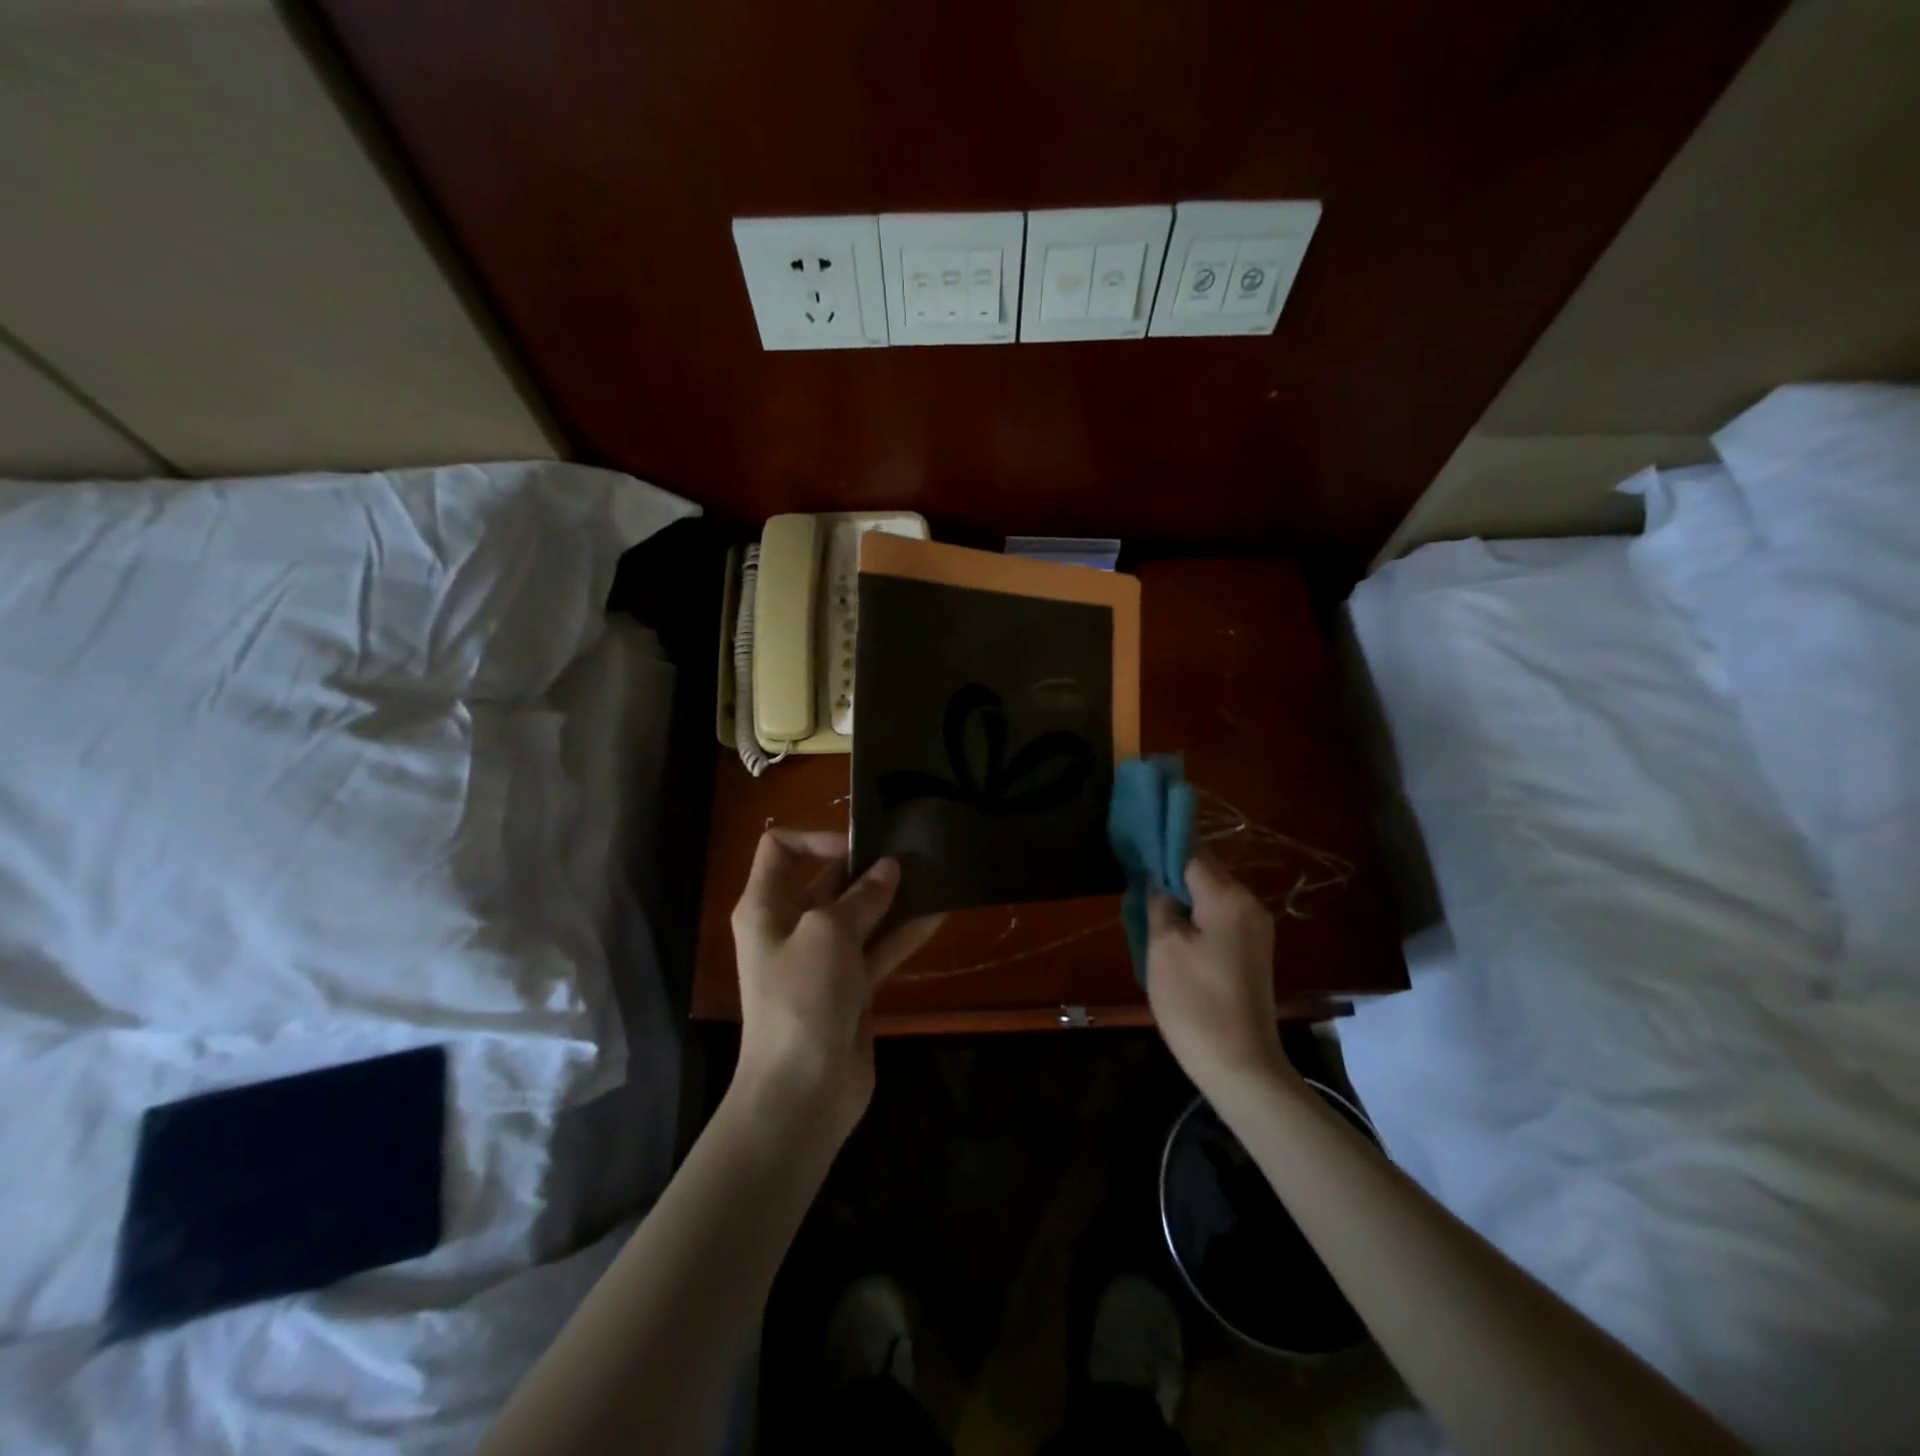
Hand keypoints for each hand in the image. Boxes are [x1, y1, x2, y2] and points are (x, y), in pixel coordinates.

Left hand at [729, 829, 942, 1140]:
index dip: (817, 838)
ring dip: (892, 898)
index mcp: (767, 906)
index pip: (781, 849)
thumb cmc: (802, 998)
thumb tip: (889, 868)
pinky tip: (939, 913)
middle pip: (828, 879)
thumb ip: (863, 896)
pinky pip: (878, 949)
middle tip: (912, 852)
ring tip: (933, 875)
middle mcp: (791, 926)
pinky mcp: (850, 987)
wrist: (802, 1093)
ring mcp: (823, 959)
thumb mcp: (829, 934)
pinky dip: (904, 933)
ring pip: (860, 915)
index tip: (860, 848)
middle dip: (867, 866)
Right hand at [1146, 849, 1293, 1100]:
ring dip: (1181, 894)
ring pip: (1211, 894)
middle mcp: (1248, 904)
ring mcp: (1255, 928)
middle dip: (1170, 871)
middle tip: (1134, 878)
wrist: (1241, 1067)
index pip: (1191, 853)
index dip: (1160, 848)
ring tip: (1147, 902)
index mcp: (1228, 897)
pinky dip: (1195, 914)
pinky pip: (1219, 916)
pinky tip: (1171, 928)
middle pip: (1204, 871)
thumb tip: (1156, 880)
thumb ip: (1159, 904)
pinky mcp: (1252, 951)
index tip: (1133, 847)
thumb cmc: (1196, 1004)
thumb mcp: (1164, 948)